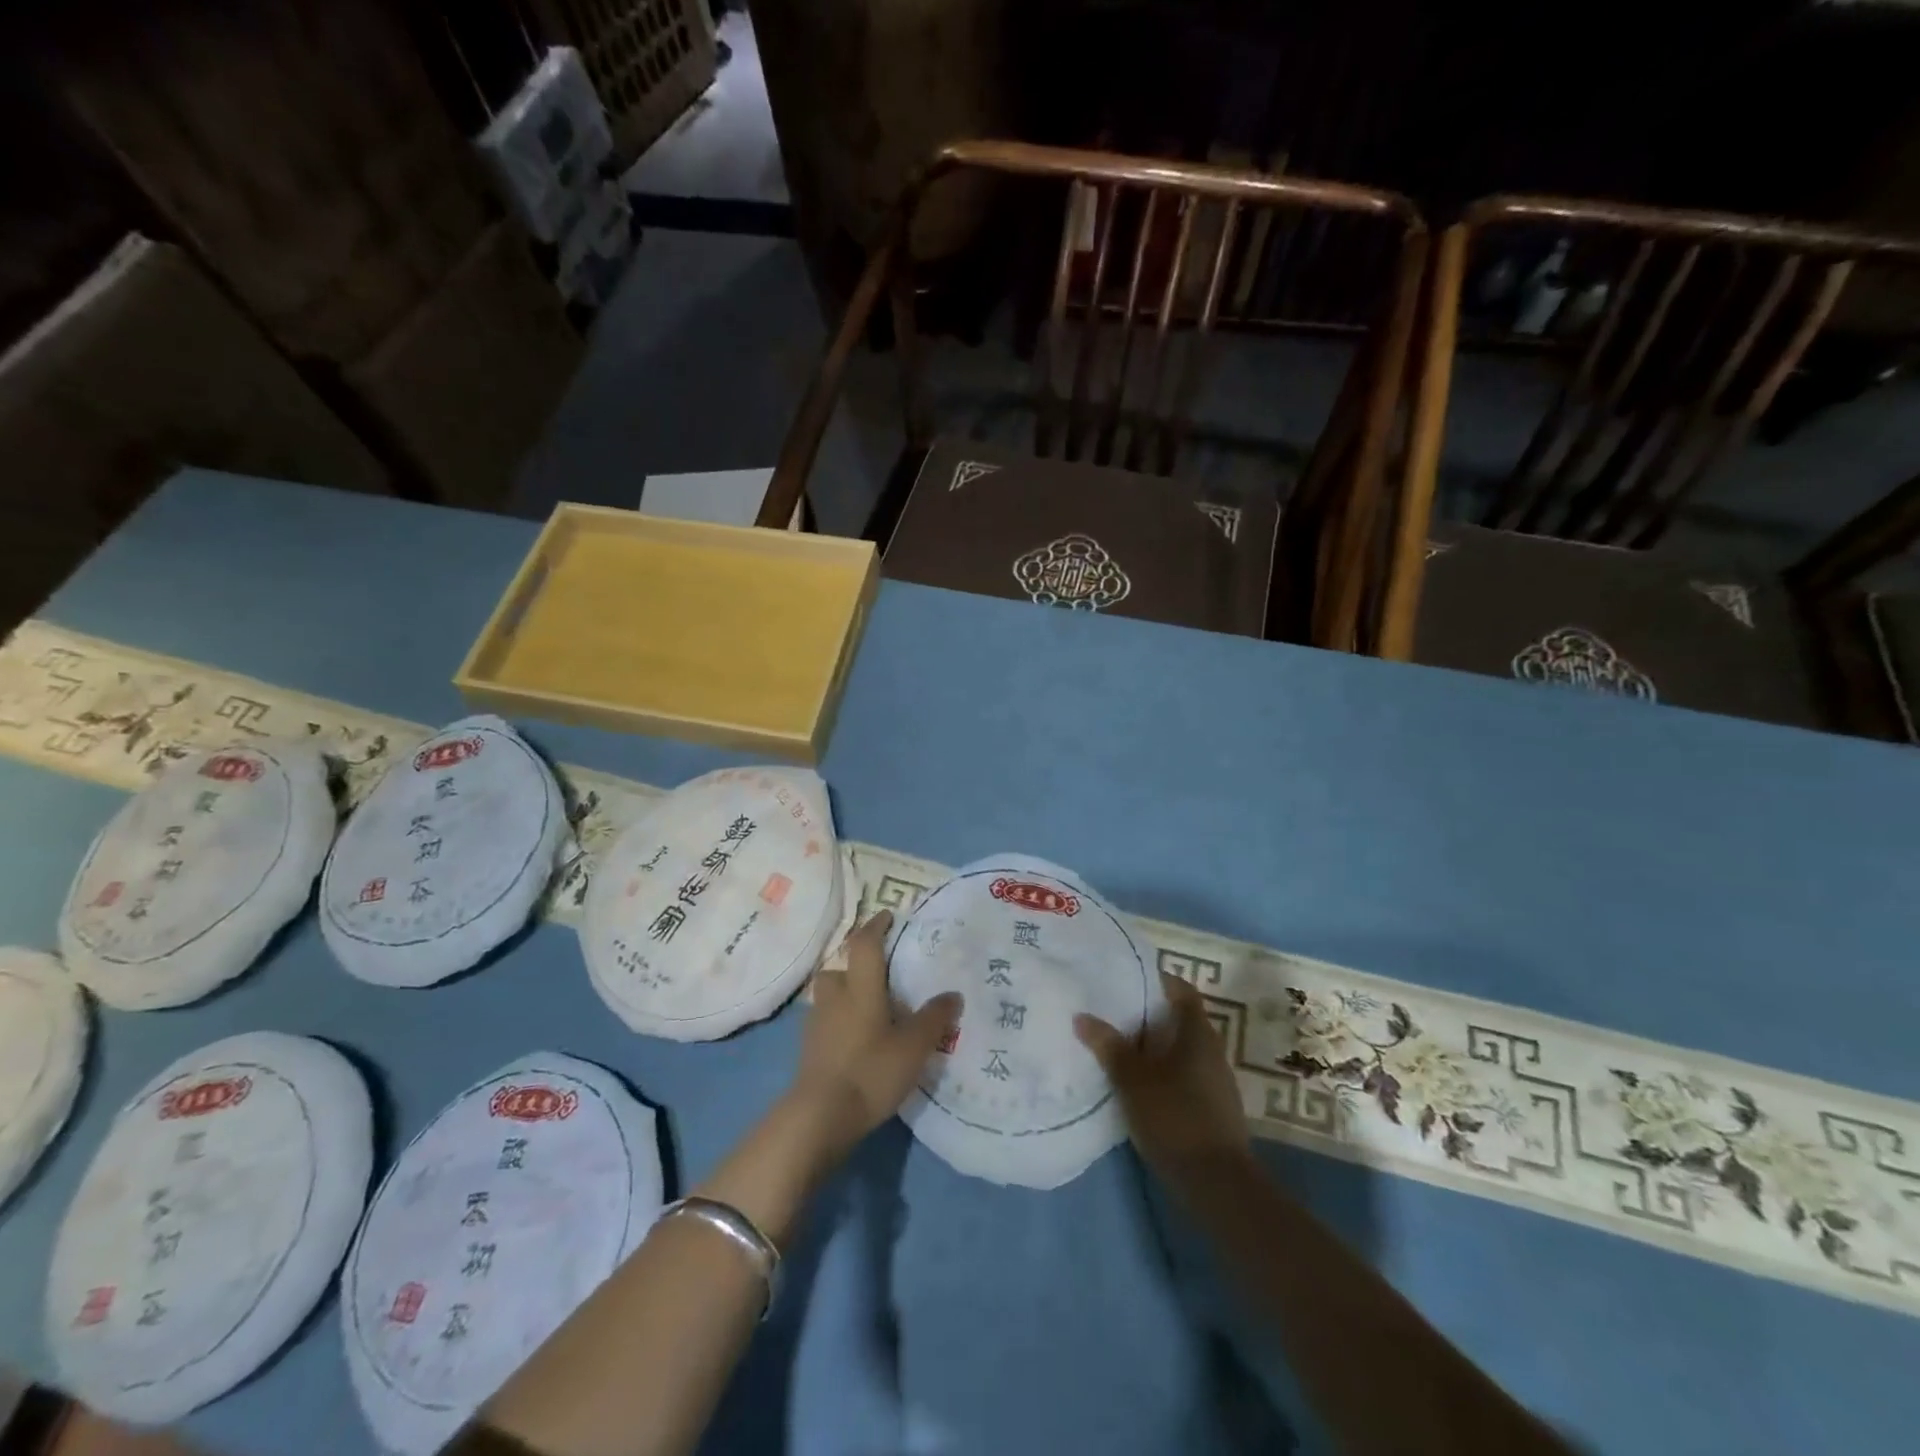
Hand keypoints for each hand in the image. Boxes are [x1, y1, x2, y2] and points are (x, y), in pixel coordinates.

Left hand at [788, 911, 962, 1163]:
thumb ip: (934, 1018)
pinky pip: (826, 1023)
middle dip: (855, 967)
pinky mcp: (809, 1051)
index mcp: (860, 988)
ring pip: (830, 997)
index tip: (887, 916)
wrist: (820, 1117)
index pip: (864, 944)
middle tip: (880, 976)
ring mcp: (817, 1025)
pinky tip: (858, 1042)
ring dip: (846, 996)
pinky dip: (840, 1024)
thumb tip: (953, 994)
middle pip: (839, 969)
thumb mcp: (913, 1046)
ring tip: (871, 1012)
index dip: (876, 927)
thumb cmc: (870, 1071)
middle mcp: (835, 998)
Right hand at [1075, 972, 1249, 1181]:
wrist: (1217, 1184)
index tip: (1125, 979)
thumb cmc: (1175, 1117)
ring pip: (1179, 1050)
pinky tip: (1135, 1084)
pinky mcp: (1210, 1108)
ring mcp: (1214, 1081)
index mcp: (1198, 1033)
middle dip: (1146, 1015)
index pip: (1181, 990)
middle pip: (1178, 1019)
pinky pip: (1182, 1075)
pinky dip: (1159, 1072)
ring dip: (1152, 1047)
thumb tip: (1082, 1016)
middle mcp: (1211, 1050)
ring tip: (1116, 1047)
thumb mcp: (1132, 1079)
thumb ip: (1109, 1046)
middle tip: (1110, 1012)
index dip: (1156, 980)